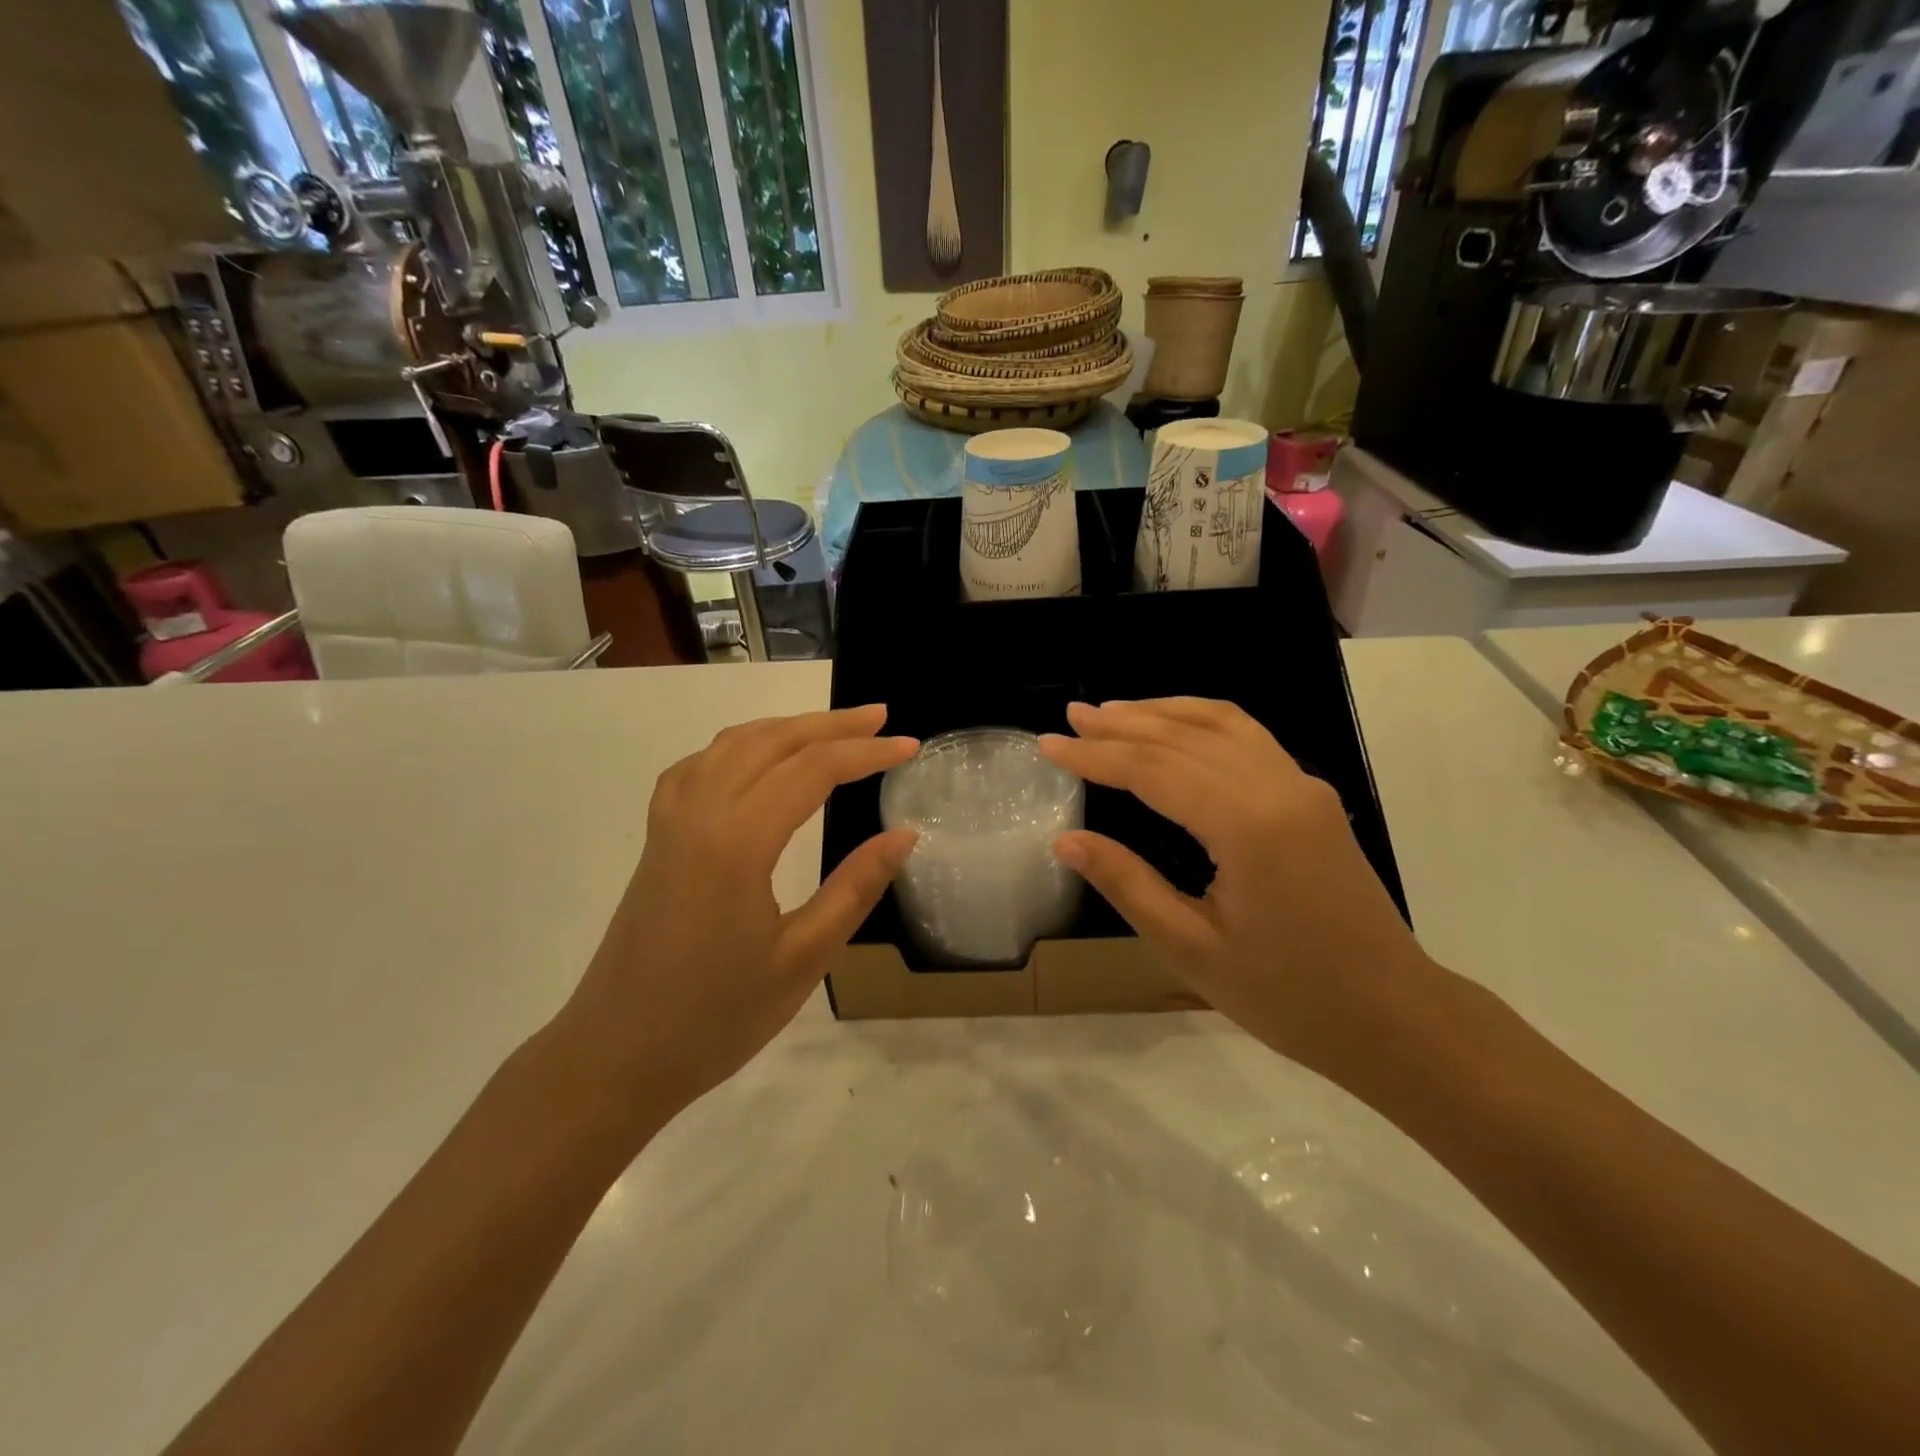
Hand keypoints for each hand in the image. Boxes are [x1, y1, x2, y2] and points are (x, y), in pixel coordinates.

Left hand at [552, 706, 917, 1133]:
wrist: (613, 1057)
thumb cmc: (715, 1018)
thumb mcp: (803, 959)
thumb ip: (856, 888)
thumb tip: (905, 834)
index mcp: (737, 841)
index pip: (813, 769)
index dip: (867, 753)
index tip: (910, 747)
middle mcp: (700, 812)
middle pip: (773, 741)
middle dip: (832, 725)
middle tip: (882, 718)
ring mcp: (670, 820)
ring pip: (734, 744)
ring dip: (788, 727)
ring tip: (834, 729)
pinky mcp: (658, 836)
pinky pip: (703, 764)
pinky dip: (743, 745)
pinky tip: (760, 760)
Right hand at [1041, 699, 1434, 1079]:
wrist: (1395, 1017)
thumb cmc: (1289, 996)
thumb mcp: (1193, 948)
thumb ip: (1127, 883)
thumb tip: (1065, 840)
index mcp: (1247, 825)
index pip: (1154, 770)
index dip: (1096, 755)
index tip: (1049, 745)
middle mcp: (1278, 787)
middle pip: (1185, 736)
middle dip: (1123, 723)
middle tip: (1071, 718)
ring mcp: (1302, 787)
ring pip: (1222, 724)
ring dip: (1163, 713)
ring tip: (1114, 712)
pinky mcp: (1312, 798)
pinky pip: (1250, 738)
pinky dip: (1203, 722)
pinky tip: (1178, 728)